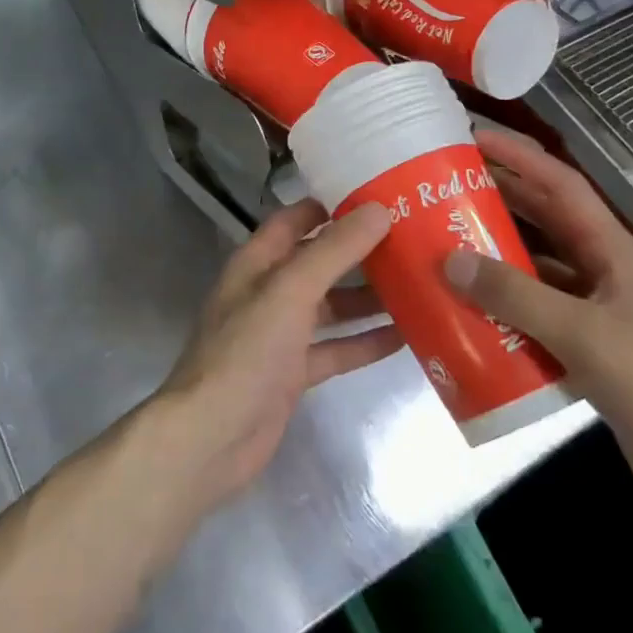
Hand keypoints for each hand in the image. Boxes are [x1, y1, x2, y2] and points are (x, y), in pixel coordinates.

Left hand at [154, 200, 400, 511]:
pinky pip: (337, 348)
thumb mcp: (291, 290)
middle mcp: (270, 291)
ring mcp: (282, 333)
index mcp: (259, 261)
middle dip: (361, 252)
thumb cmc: (247, 351)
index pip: (297, 219)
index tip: (381, 196)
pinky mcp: (295, 372)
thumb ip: (334, 251)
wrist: (213, 436)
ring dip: (369, 298)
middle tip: (415, 240)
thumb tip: (378, 209)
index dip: (333, 206)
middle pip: (320, 261)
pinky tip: (406, 337)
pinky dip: (365, 342)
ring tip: (419, 284)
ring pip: (332, 306)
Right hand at [444, 128, 632, 519]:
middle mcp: (602, 269)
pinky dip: (502, 298)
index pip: (562, 186)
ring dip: (496, 249)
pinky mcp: (583, 340)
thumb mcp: (582, 335)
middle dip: (499, 197)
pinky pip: (533, 304)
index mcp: (613, 251)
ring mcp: (593, 306)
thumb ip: (515, 296)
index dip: (520, 157)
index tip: (474, 139)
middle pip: (544, 218)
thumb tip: (450, 260)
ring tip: (445, 237)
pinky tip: (467, 303)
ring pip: (536, 262)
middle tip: (446, 186)